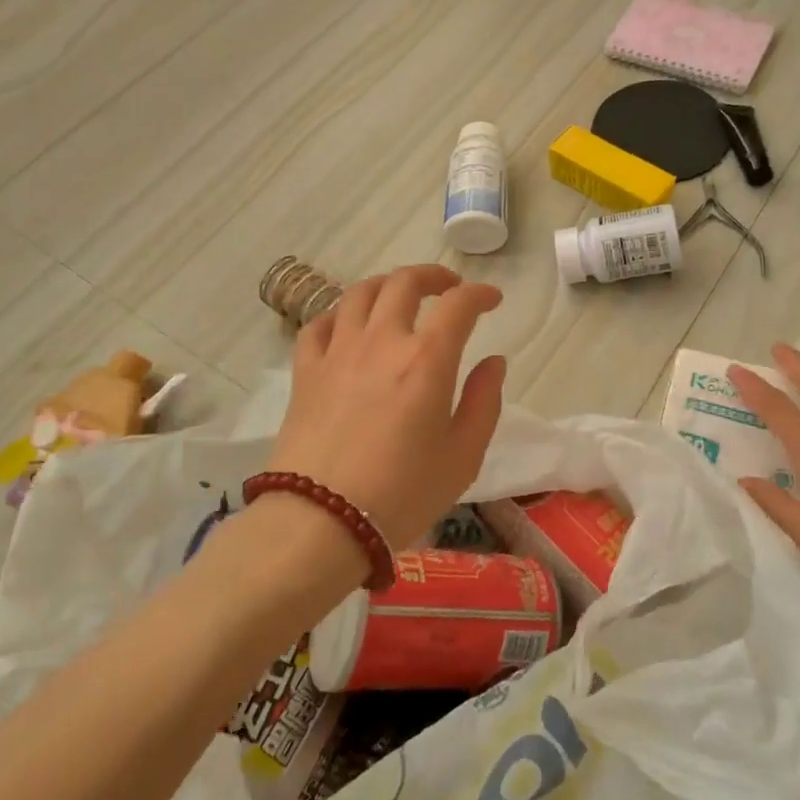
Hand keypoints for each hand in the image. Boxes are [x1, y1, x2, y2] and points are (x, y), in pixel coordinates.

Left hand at [268, 265, 505, 548]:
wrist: (320, 523)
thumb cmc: (402, 494)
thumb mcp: (463, 456)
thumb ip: (484, 401)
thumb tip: (493, 362)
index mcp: (427, 359)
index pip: (458, 304)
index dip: (480, 294)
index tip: (492, 300)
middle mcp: (382, 341)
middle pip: (404, 282)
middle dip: (433, 276)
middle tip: (449, 288)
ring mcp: (338, 352)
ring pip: (360, 293)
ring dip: (387, 285)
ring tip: (400, 297)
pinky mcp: (306, 371)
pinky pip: (319, 325)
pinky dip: (339, 315)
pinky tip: (348, 327)